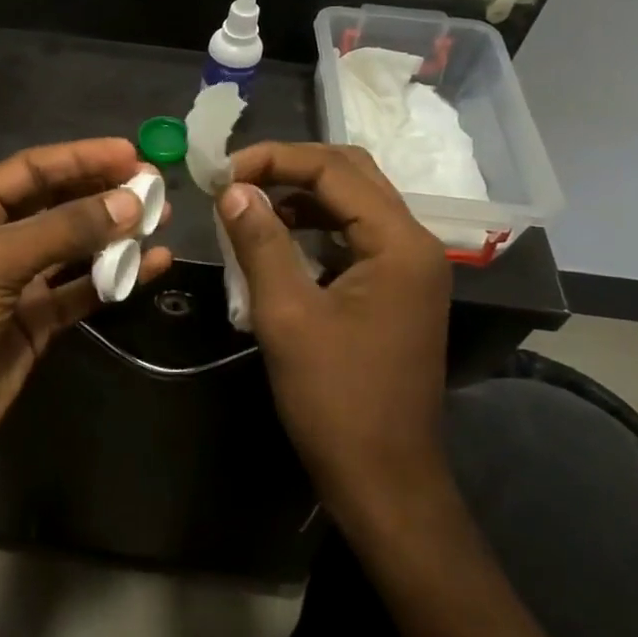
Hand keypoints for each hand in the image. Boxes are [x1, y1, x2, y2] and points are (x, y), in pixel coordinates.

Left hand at [0, 138, 172, 477]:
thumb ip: (64, 229)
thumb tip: (130, 204)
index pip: (33, 169)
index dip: (82, 157)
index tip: (131, 153)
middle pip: (57, 203)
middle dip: (103, 193)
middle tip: (154, 185)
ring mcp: (17, 281)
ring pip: (74, 246)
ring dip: (115, 234)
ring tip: (161, 219)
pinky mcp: (36, 319)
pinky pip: (82, 288)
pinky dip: (115, 277)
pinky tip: (152, 265)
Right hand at [216, 142, 449, 513]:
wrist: (383, 477)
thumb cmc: (334, 398)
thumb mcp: (286, 314)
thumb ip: (260, 241)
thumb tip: (233, 188)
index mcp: (399, 243)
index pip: (334, 170)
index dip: (274, 159)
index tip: (223, 174)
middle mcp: (414, 244)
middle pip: (351, 175)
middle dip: (289, 168)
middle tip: (235, 180)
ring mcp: (409, 268)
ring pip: (353, 204)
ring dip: (301, 196)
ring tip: (248, 206)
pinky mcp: (396, 290)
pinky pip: (353, 236)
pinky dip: (314, 228)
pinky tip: (277, 242)